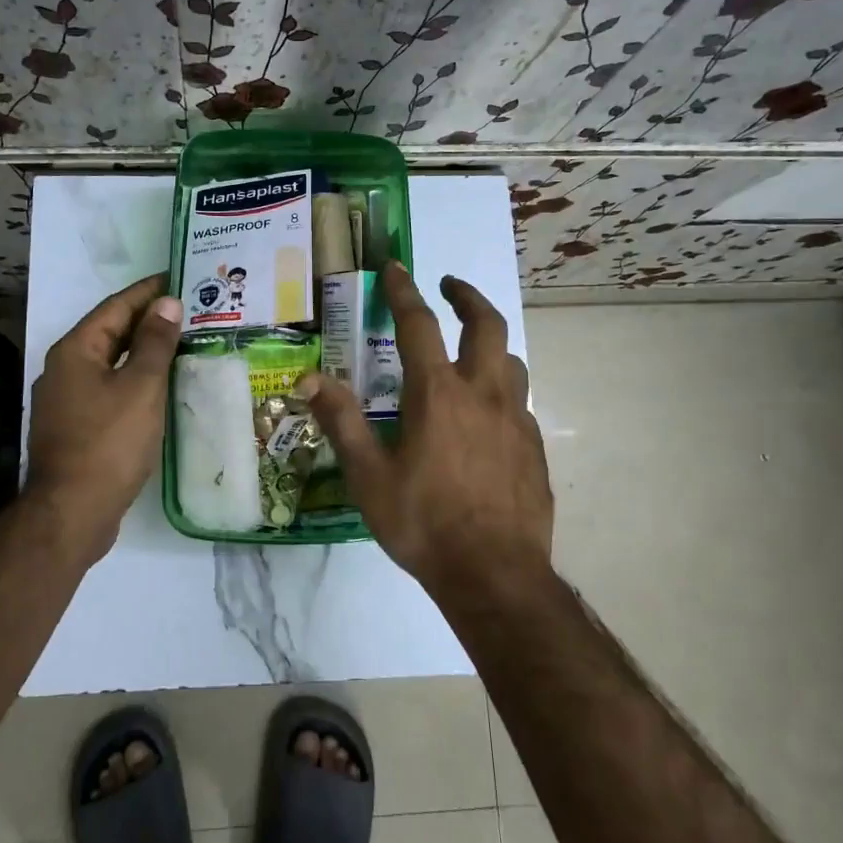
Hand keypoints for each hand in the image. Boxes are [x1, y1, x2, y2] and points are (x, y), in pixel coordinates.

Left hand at [26, 274, 182, 564]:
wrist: (72, 512)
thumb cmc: (109, 442)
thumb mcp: (141, 386)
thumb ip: (156, 342)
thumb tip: (167, 303)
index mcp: (75, 350)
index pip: (115, 307)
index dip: (148, 291)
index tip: (178, 278)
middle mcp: (64, 369)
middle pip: (110, 333)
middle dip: (147, 320)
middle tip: (187, 310)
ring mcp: (66, 400)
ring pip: (110, 362)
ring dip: (143, 351)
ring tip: (179, 342)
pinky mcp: (75, 427)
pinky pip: (109, 388)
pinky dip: (134, 378)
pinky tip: (158, 386)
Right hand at [298, 264, 552, 601]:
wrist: (494, 575)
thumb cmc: (423, 523)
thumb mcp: (369, 476)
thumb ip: (341, 421)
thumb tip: (308, 378)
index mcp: (438, 394)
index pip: (418, 325)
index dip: (404, 291)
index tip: (395, 267)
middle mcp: (482, 393)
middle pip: (486, 324)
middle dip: (466, 296)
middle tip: (449, 286)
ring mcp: (515, 419)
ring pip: (511, 360)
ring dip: (490, 342)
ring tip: (471, 349)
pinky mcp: (533, 446)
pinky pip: (519, 401)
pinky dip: (501, 388)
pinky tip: (487, 414)